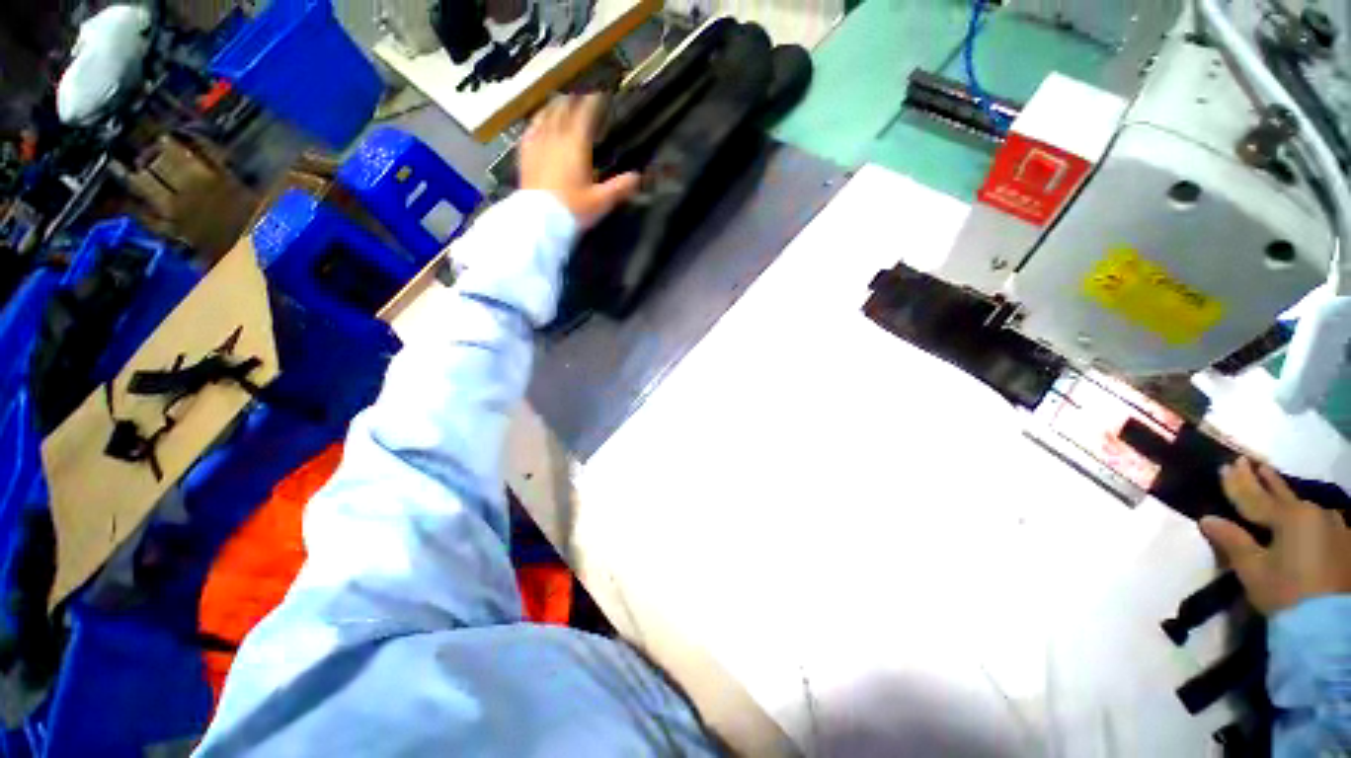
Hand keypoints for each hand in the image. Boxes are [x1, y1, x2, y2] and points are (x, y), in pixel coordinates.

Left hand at [519, 94, 639, 228]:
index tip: (602, 92)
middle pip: (564, 108)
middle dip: (575, 99)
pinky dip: (537, 122)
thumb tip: (637, 177)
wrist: (540, 221)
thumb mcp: (601, 202)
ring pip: (546, 115)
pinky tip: (538, 123)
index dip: (594, 100)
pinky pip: (530, 130)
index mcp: (576, 144)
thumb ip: (620, 187)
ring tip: (561, 103)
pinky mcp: (525, 155)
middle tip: (583, 95)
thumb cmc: (573, 210)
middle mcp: (555, 137)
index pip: (586, 113)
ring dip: (555, 107)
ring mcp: (538, 144)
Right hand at [1201, 457, 1350, 613]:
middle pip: (1282, 494)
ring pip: (1302, 504)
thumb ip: (1233, 541)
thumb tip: (1208, 519)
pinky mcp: (1343, 542)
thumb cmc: (1285, 592)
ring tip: (1272, 479)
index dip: (1237, 482)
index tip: (1224, 466)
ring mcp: (1333, 527)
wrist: (1329, 623)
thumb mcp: (1253, 569)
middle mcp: (1312, 513)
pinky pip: (1317, 519)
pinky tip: (1302, 510)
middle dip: (1264, 479)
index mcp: (1288, 516)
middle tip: (1249, 461)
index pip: (1254, 497)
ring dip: (1283, 492)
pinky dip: (1302, 512)